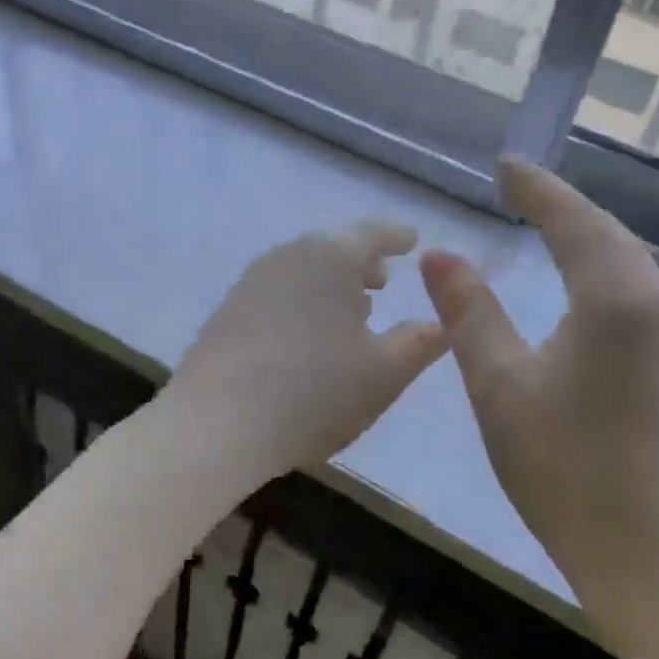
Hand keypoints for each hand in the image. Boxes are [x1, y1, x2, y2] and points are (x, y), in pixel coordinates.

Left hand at [164, 221, 446, 488]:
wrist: (216, 424)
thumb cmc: (314, 392)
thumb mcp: (384, 373)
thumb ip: (419, 342)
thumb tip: (442, 322)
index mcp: (331, 257)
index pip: (373, 233)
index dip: (397, 236)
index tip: (412, 240)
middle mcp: (288, 256)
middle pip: (334, 249)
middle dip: (362, 263)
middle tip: (383, 281)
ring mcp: (251, 283)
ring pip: (303, 271)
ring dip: (331, 285)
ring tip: (350, 311)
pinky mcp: (227, 313)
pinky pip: (278, 293)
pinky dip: (302, 302)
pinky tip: (306, 337)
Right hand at [419, 160, 658, 656]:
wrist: (649, 555)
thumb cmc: (563, 466)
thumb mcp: (498, 383)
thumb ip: (468, 312)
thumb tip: (440, 255)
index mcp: (615, 299)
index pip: (573, 221)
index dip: (537, 189)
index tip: (505, 165)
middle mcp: (658, 306)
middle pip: (611, 236)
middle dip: (565, 206)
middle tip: (521, 188)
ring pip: (631, 267)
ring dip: (590, 238)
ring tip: (550, 226)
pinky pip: (638, 297)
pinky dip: (605, 273)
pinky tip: (585, 289)